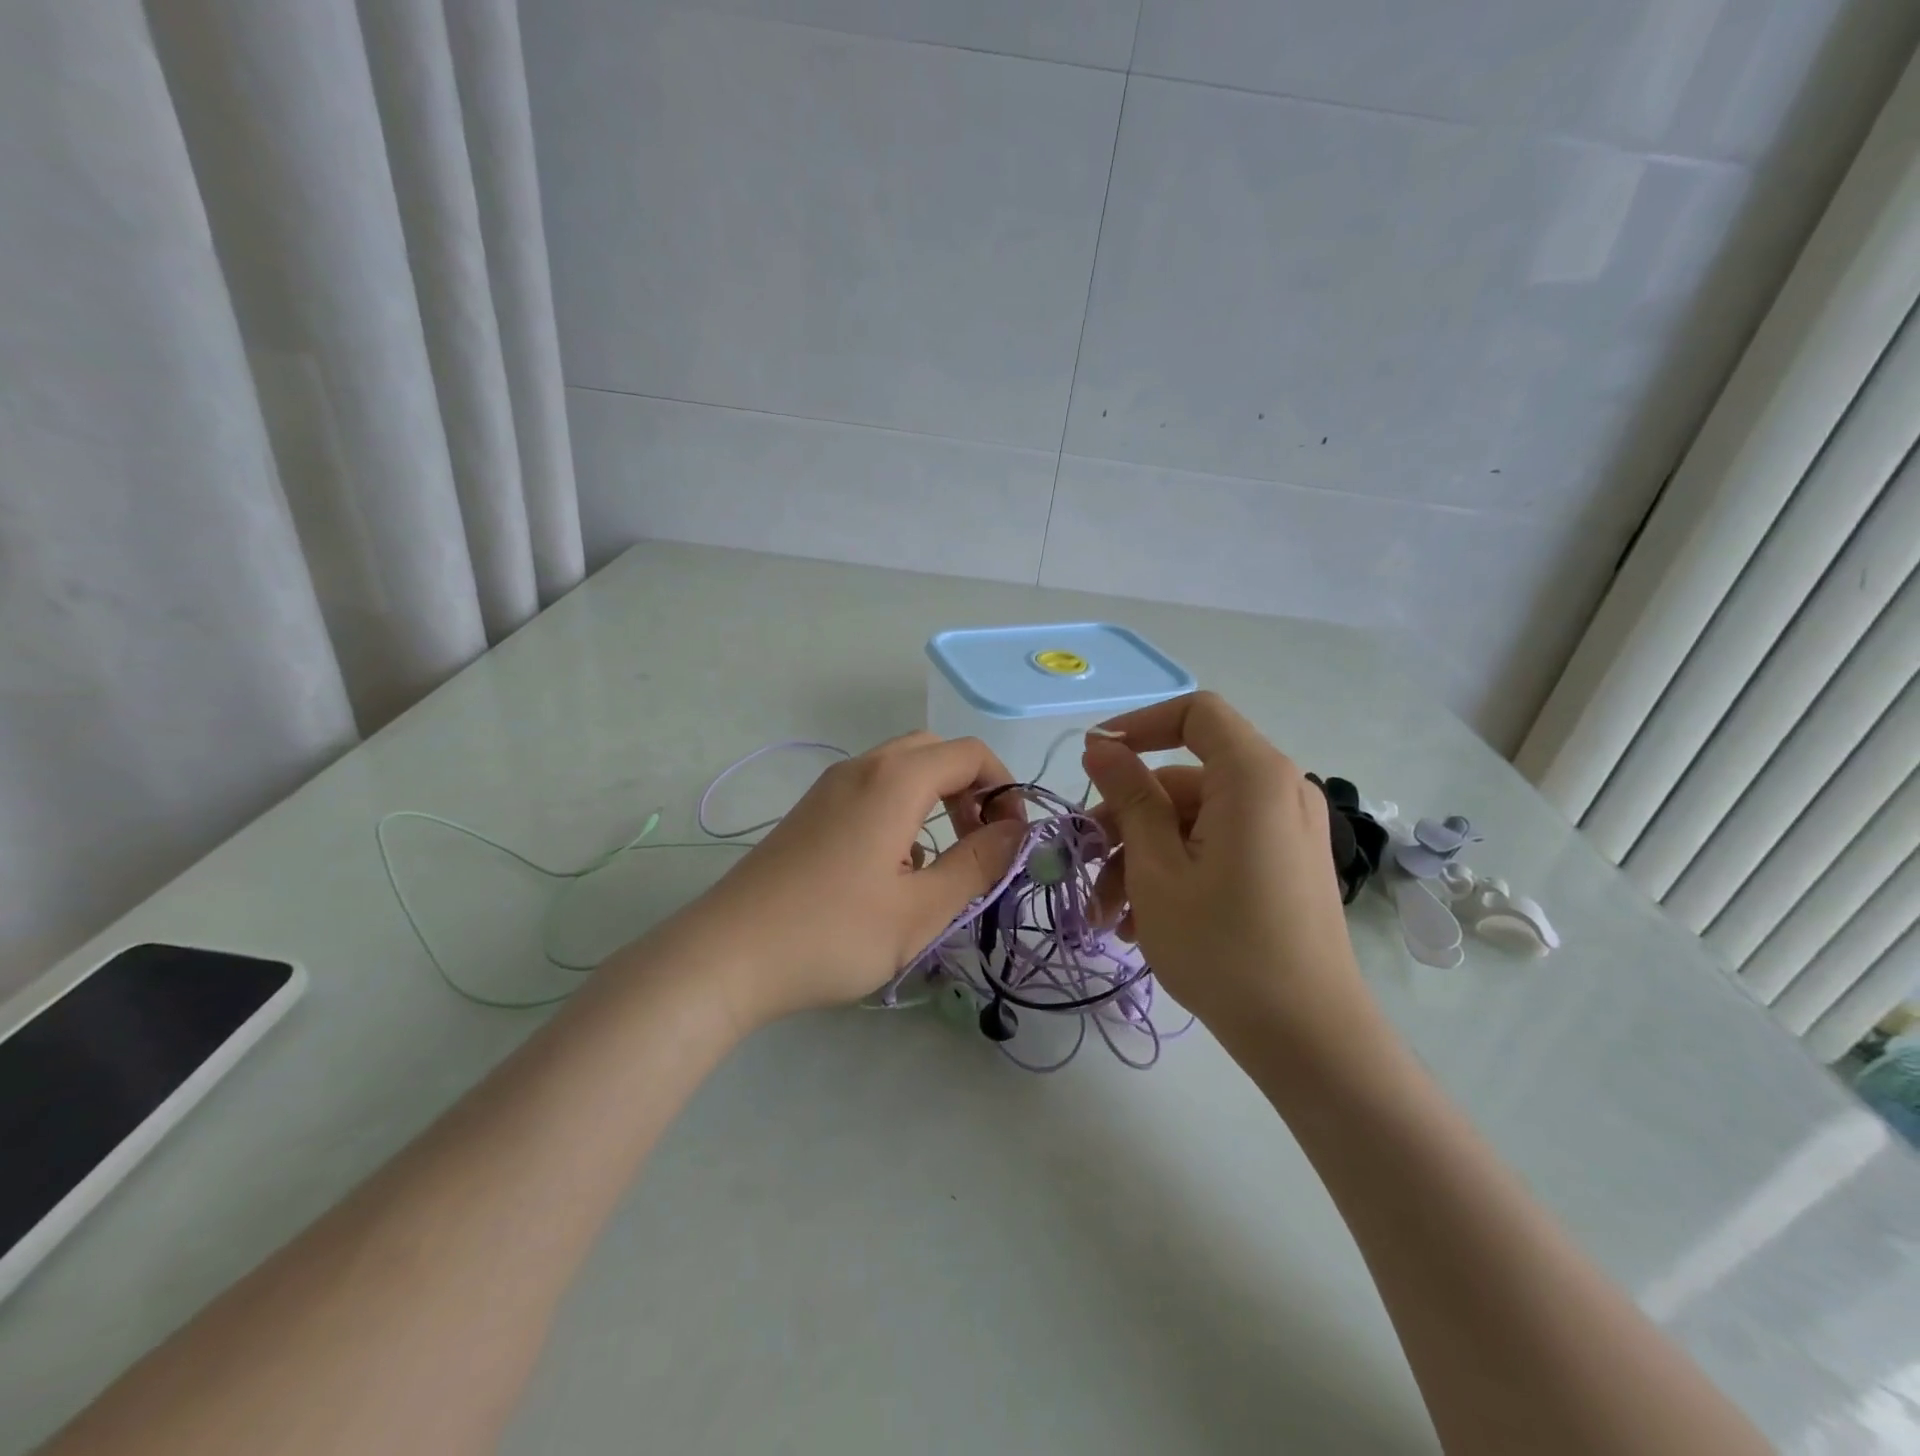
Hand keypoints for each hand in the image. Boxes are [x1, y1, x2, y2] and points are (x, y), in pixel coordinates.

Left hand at [668, 733, 1026, 1026]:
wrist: (726, 955)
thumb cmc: (833, 933)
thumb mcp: (921, 909)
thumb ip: (978, 864)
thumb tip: (1016, 831)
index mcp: (894, 780)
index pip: (969, 754)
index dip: (1003, 790)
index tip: (1011, 841)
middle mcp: (861, 769)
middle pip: (934, 752)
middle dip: (970, 789)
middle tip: (979, 842)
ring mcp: (829, 789)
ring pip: (901, 770)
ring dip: (936, 800)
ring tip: (939, 863)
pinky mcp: (810, 813)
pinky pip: (871, 791)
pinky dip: (901, 812)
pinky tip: (892, 871)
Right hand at [1082, 692, 1362, 1034]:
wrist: (1308, 1038)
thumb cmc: (1222, 947)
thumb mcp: (1156, 869)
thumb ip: (1129, 798)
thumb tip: (1102, 748)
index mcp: (1253, 777)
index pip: (1195, 714)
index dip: (1139, 726)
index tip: (1094, 762)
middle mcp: (1278, 791)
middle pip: (1185, 779)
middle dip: (1126, 820)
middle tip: (1086, 868)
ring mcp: (1286, 831)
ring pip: (1195, 821)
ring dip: (1143, 857)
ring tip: (1108, 915)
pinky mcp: (1285, 865)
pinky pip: (1220, 846)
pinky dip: (1177, 870)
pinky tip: (1140, 921)